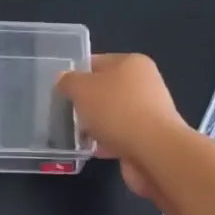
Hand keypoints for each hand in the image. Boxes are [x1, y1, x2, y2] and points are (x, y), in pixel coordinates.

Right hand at [55, 54, 190, 203]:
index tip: (60, 90)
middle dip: (86, 103)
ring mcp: (149, 112)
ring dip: (96, 125)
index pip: (97, 62)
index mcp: (132, 63)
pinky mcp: (150, 138)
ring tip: (77, 135)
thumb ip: (68, 82)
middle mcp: (144, 84)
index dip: (76, 74)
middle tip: (66, 113)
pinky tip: (93, 150)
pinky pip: (121, 136)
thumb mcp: (81, 89)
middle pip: (105, 90)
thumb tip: (64, 80)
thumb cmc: (116, 110)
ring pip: (113, 115)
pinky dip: (108, 142)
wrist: (154, 152)